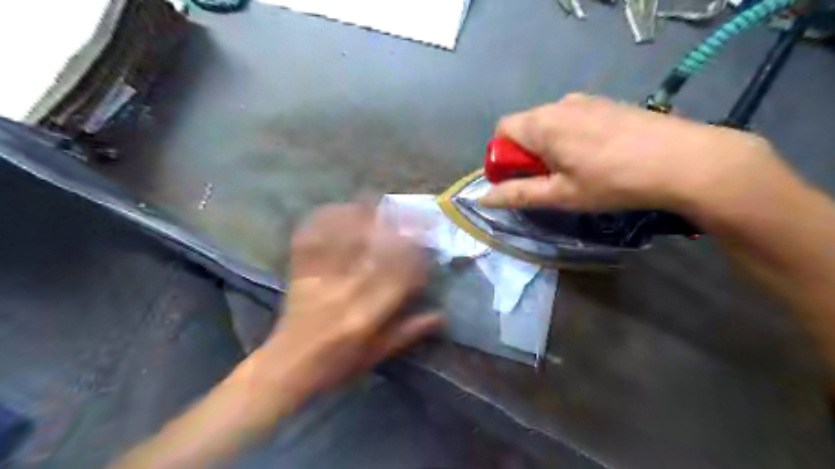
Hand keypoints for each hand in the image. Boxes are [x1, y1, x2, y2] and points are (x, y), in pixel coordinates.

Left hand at [249, 204, 438, 404]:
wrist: (287, 367)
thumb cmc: (336, 365)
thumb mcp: (376, 355)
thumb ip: (407, 333)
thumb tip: (441, 316)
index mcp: (366, 315)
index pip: (398, 275)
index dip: (415, 253)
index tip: (427, 238)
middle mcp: (344, 291)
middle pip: (371, 249)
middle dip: (392, 226)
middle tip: (407, 210)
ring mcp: (319, 279)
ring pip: (341, 239)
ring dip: (358, 216)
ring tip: (374, 200)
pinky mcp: (299, 274)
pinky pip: (310, 241)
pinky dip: (322, 222)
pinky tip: (336, 209)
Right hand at [480, 94, 790, 219]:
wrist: (684, 160)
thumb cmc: (612, 182)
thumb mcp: (560, 195)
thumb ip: (518, 194)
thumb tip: (483, 198)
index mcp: (542, 124)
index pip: (502, 130)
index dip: (501, 156)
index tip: (519, 179)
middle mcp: (559, 104)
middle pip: (525, 125)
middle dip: (525, 153)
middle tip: (549, 181)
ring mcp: (586, 101)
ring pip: (550, 122)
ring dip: (548, 146)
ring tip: (575, 170)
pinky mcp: (607, 103)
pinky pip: (573, 118)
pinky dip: (570, 137)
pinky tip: (596, 156)